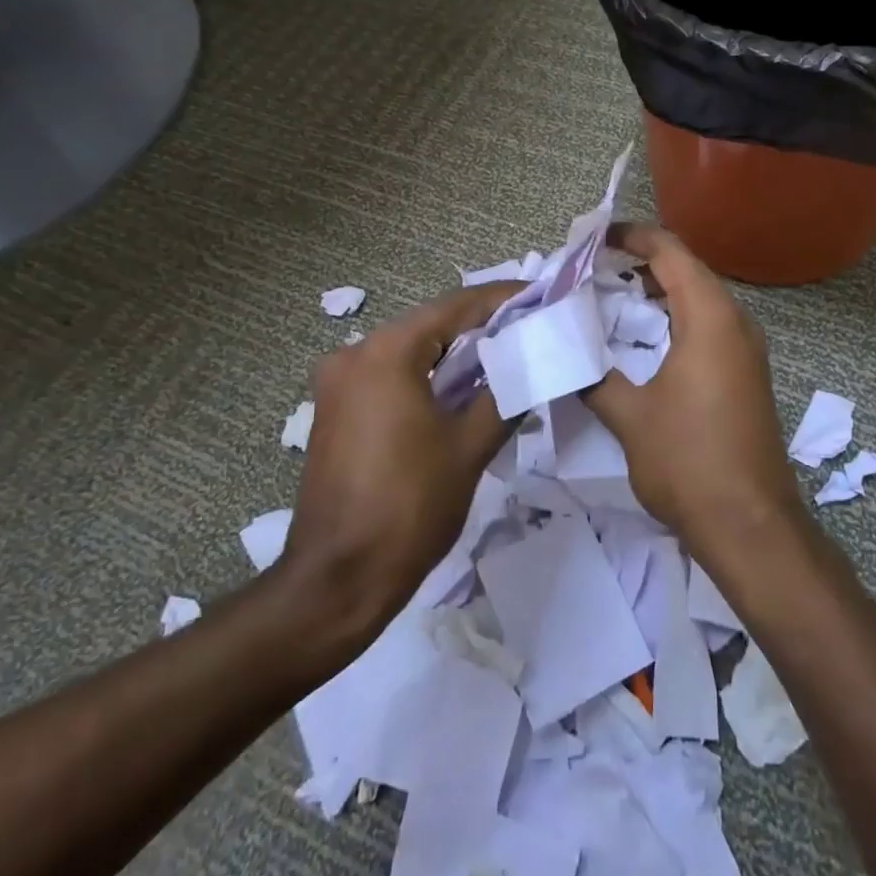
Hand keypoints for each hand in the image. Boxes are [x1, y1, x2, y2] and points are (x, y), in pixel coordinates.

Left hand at [280, 282, 522, 632]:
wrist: (337, 580)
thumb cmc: (409, 508)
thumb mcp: (469, 447)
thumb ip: (505, 394)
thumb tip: (532, 365)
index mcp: (386, 352)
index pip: (456, 307)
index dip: (502, 299)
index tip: (540, 295)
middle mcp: (354, 354)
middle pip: (430, 325)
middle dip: (481, 326)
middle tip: (529, 328)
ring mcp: (338, 382)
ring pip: (410, 350)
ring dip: (454, 353)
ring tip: (506, 357)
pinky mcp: (335, 410)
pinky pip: (390, 375)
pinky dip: (426, 375)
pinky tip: (461, 389)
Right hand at [584, 223, 805, 565]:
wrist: (751, 525)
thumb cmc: (689, 461)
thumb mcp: (630, 416)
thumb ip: (594, 376)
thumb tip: (566, 355)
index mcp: (710, 317)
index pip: (671, 252)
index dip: (632, 237)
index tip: (594, 239)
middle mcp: (736, 322)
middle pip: (687, 271)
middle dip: (640, 263)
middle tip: (592, 270)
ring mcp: (746, 349)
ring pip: (699, 299)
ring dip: (658, 292)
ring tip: (611, 298)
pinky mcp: (746, 374)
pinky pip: (708, 326)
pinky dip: (674, 319)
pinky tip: (644, 340)